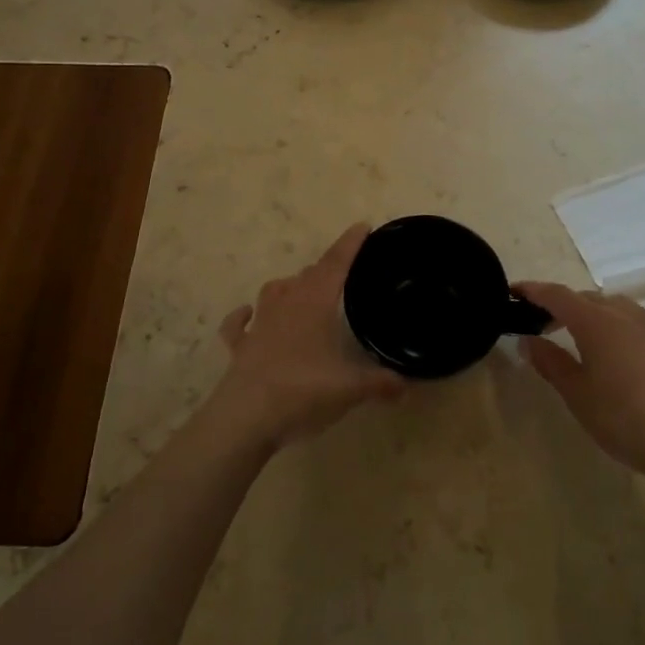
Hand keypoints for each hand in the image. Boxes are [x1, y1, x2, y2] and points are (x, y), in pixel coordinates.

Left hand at [212, 225, 404, 449]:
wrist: (245, 418)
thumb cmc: (302, 392)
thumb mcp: (349, 390)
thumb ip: (379, 384)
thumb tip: (406, 386)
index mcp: (315, 304)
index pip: (336, 264)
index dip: (350, 244)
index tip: (363, 226)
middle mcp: (286, 305)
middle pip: (307, 275)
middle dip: (325, 268)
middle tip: (341, 271)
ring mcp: (260, 324)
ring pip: (274, 291)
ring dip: (289, 286)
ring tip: (301, 289)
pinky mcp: (240, 347)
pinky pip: (238, 324)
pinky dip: (243, 316)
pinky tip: (247, 315)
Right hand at [515, 281, 644, 486]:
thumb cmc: (623, 418)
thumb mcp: (577, 394)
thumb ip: (550, 362)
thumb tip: (528, 340)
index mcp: (596, 321)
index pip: (557, 295)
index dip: (533, 291)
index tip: (513, 291)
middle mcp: (626, 315)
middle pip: (588, 298)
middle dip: (563, 305)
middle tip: (544, 324)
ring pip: (617, 308)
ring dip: (594, 314)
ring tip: (583, 338)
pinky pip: (640, 327)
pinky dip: (621, 330)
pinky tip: (622, 359)